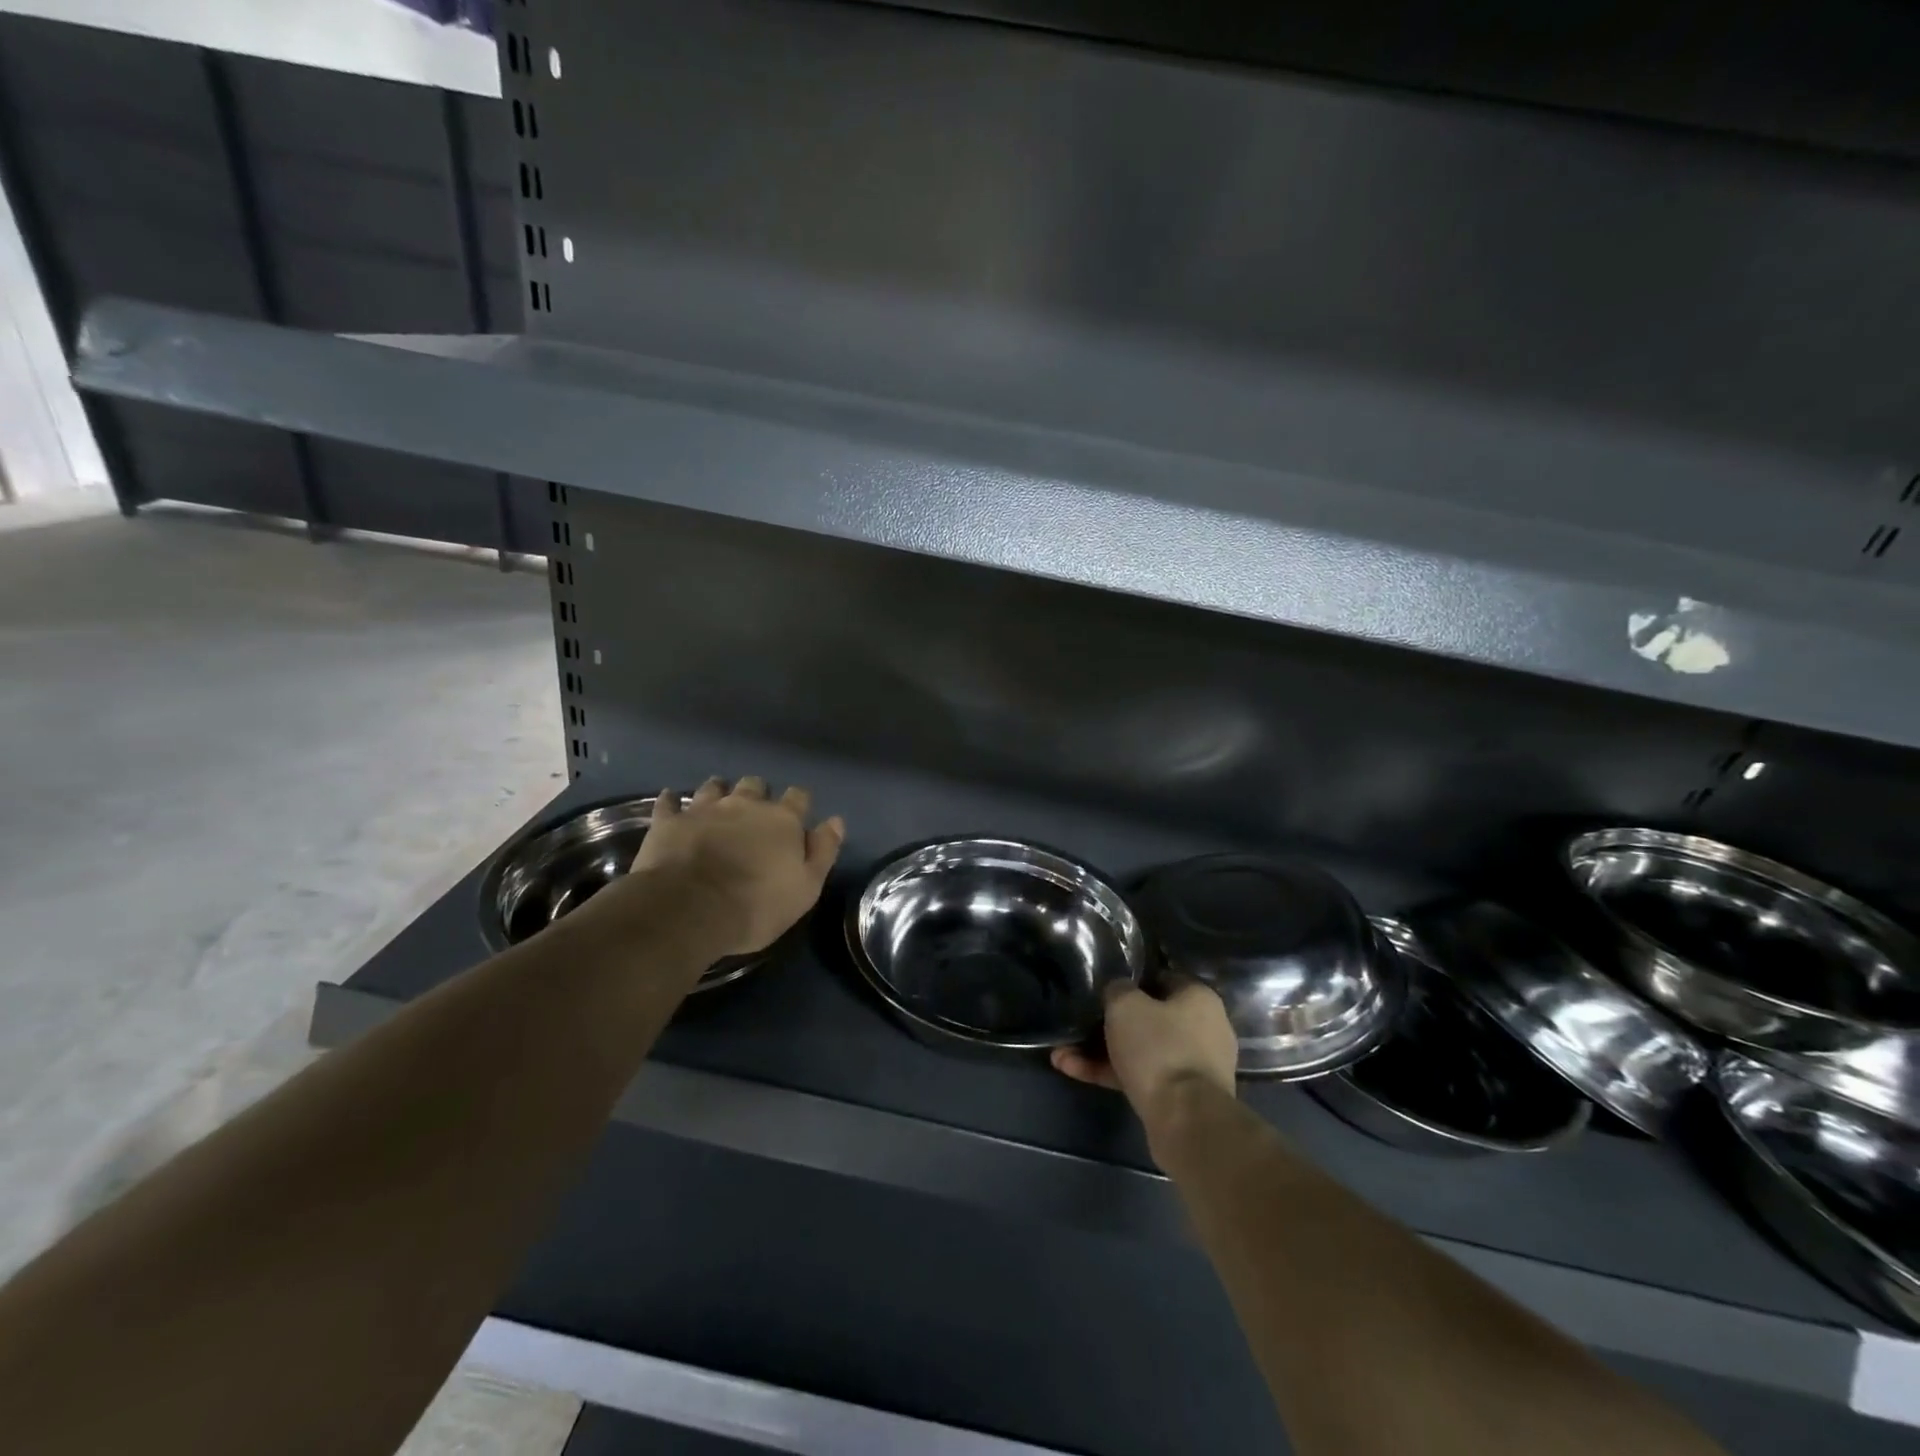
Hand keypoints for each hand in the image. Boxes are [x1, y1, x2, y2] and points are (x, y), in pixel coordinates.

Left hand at [629, 776, 844, 956]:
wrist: (689, 909)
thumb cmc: (756, 905)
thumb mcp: (806, 888)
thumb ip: (823, 851)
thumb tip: (835, 821)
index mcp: (782, 820)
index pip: (798, 797)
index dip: (798, 804)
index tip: (796, 817)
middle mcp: (745, 804)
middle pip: (755, 785)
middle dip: (757, 794)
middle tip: (753, 813)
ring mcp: (704, 809)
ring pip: (714, 786)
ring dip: (719, 792)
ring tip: (716, 803)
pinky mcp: (669, 821)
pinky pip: (669, 802)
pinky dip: (672, 802)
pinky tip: (672, 804)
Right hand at [1052, 980, 1238, 1124]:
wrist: (1187, 1121)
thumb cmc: (1159, 1048)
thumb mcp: (1125, 1005)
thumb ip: (1117, 990)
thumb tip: (1117, 991)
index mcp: (1199, 999)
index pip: (1162, 979)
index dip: (1131, 981)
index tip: (1103, 988)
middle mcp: (1203, 1029)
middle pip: (1149, 1019)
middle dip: (1108, 1024)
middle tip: (1078, 1024)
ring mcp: (1192, 1067)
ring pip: (1140, 1051)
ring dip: (1100, 1052)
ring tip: (1062, 1054)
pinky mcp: (1180, 1098)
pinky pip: (1141, 1077)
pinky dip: (1110, 1074)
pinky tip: (1073, 1071)